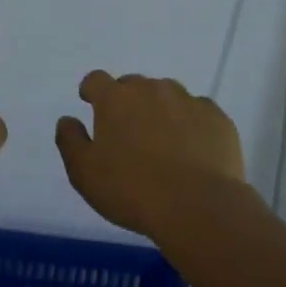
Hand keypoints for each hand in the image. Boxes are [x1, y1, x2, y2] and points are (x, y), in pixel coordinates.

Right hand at [55, 71, 253, 237]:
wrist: (198, 206)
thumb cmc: (132, 190)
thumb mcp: (84, 173)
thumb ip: (70, 140)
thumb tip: (68, 120)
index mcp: (115, 99)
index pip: (96, 80)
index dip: (92, 91)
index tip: (91, 104)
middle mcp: (151, 89)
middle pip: (133, 85)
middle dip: (127, 102)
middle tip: (128, 132)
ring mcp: (188, 100)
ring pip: (168, 95)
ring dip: (160, 109)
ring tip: (162, 141)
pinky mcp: (217, 118)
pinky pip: (198, 112)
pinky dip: (191, 123)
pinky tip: (192, 149)